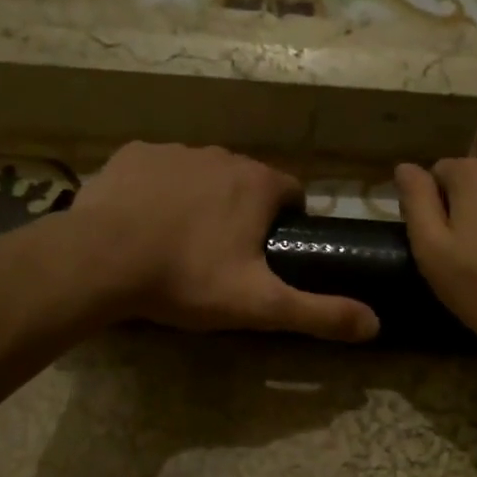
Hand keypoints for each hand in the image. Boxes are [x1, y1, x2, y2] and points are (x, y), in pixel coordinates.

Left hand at [68, 142, 378, 341]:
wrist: (101, 261)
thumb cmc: (188, 279)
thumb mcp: (261, 306)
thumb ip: (319, 314)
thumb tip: (375, 325)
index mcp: (257, 184)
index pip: (292, 194)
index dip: (288, 224)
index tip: (270, 255)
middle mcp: (221, 155)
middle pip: (246, 183)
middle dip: (243, 213)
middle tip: (223, 258)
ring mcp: (173, 150)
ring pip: (202, 175)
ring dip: (201, 201)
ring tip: (180, 244)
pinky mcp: (132, 155)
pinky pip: (158, 171)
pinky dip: (159, 192)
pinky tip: (144, 224)